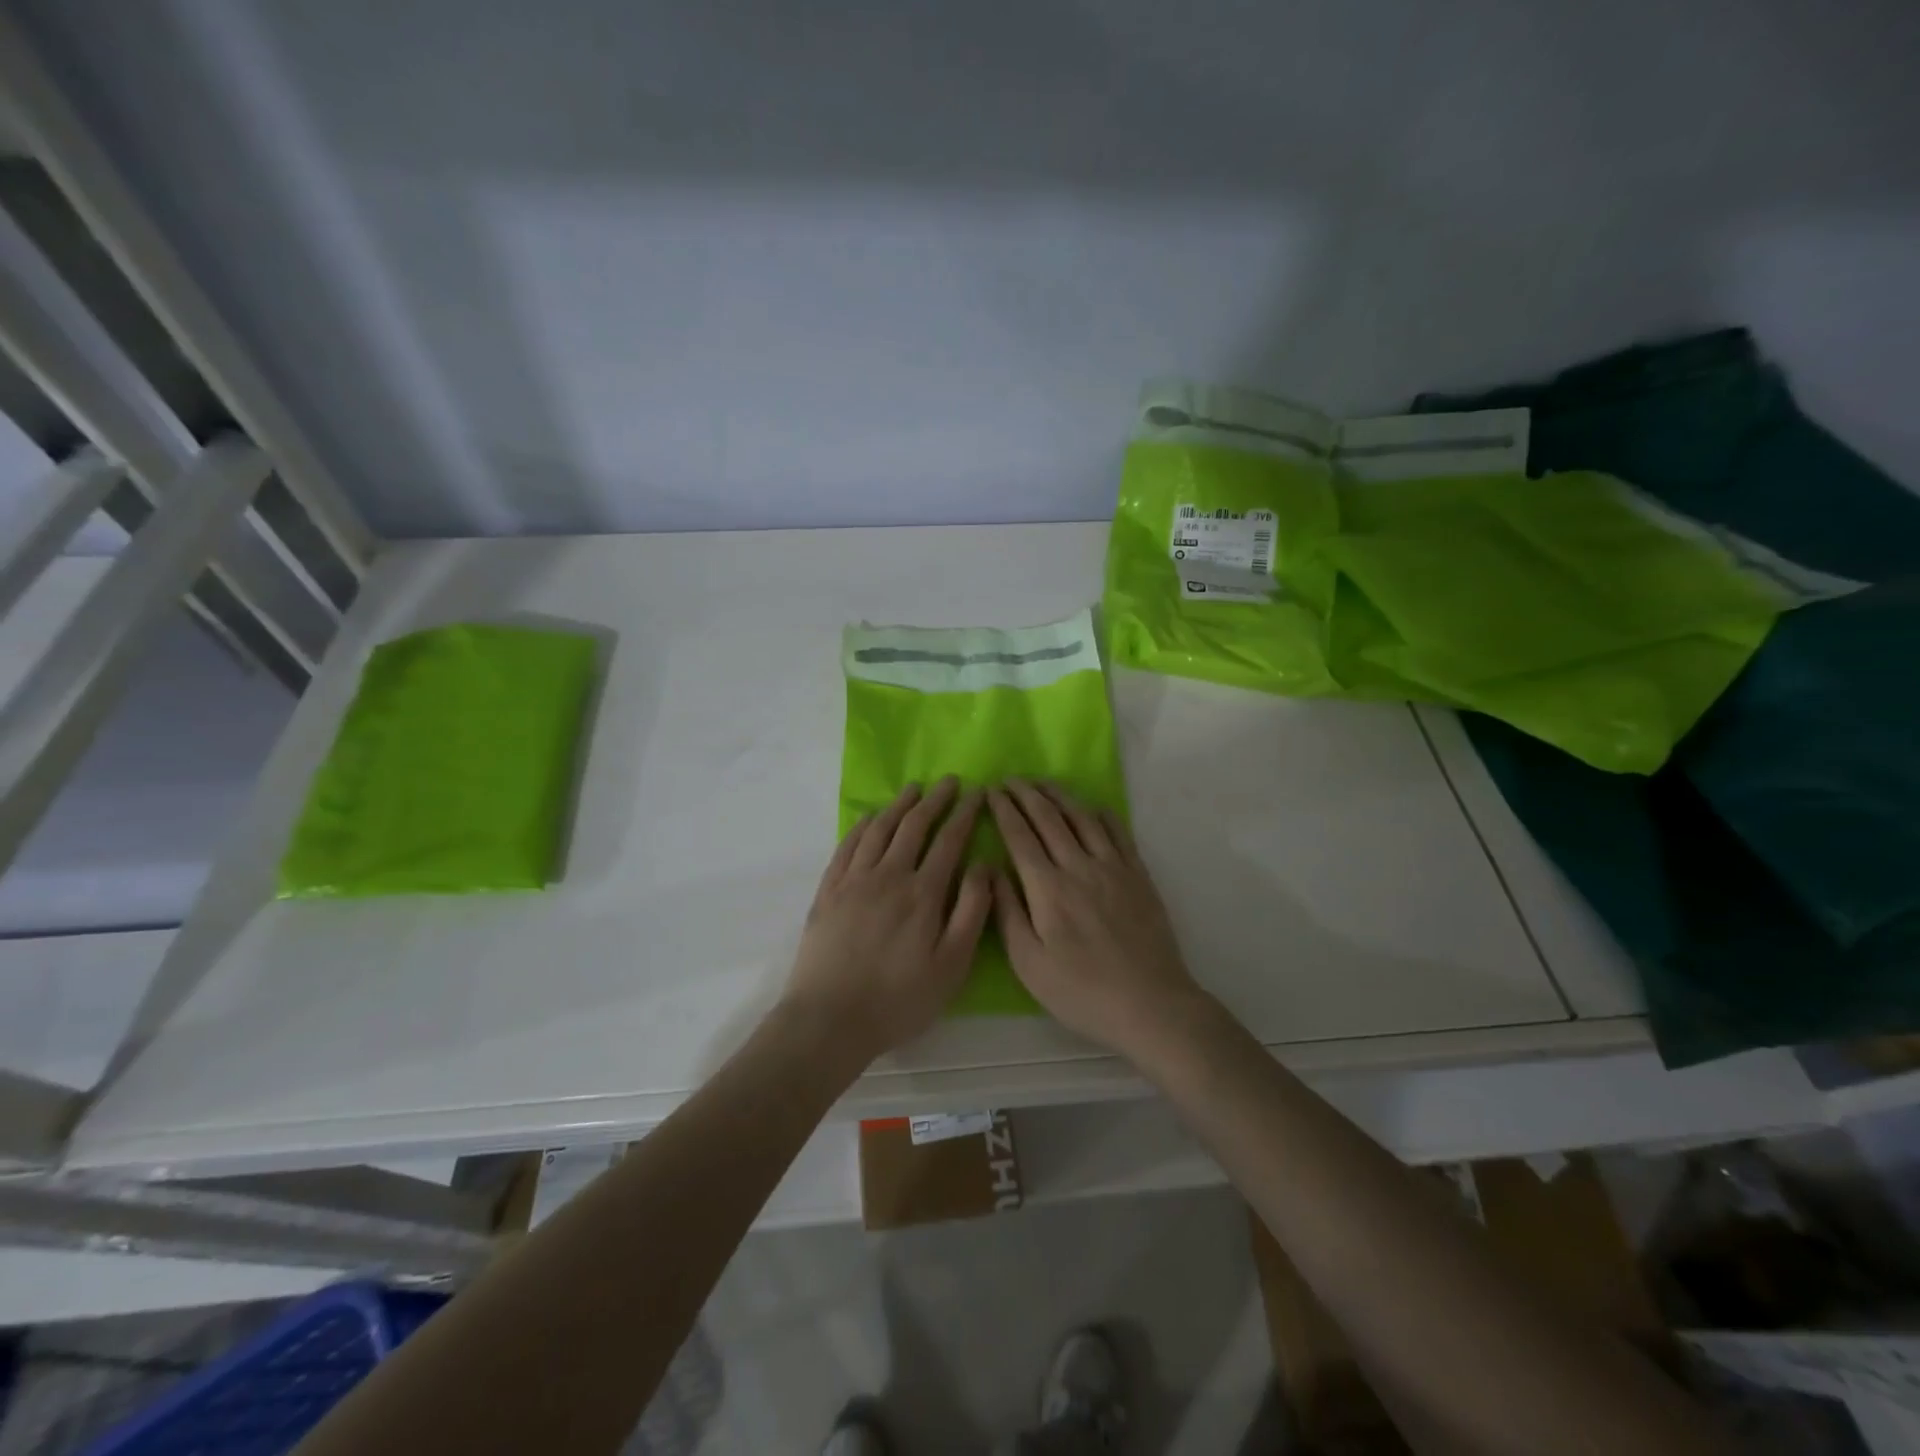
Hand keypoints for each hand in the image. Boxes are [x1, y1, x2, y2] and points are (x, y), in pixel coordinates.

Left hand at [783, 777, 990, 1062]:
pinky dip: (862, 826)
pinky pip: (847, 845)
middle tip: (950, 781)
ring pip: (880, 829)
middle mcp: (889, 875)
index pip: (949, 840)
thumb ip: (971, 912)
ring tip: (913, 789)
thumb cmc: (899, 999)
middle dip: (936, 799)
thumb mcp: (951, 966)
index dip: (965, 813)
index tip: (978, 792)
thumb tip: (985, 865)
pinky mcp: (828, 890)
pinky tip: (870, 818)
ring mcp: (854, 880)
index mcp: (923, 893)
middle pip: (914, 826)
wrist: (829, 1018)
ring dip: (900, 805)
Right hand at [989, 780, 1207, 1058]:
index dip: (1003, 810)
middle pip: (1049, 818)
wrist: (1150, 1003)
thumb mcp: (1029, 963)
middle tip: (1011, 779)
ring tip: (1043, 783)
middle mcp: (1079, 866)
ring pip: (1082, 817)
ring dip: (1060, 795)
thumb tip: (991, 871)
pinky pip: (1119, 832)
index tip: (990, 791)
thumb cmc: (1081, 991)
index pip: (1020, 836)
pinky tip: (1092, 807)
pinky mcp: (1138, 875)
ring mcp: (1113, 867)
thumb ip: (1006, 913)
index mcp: (1047, 888)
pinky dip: (1101, 813)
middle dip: (1026, 794)